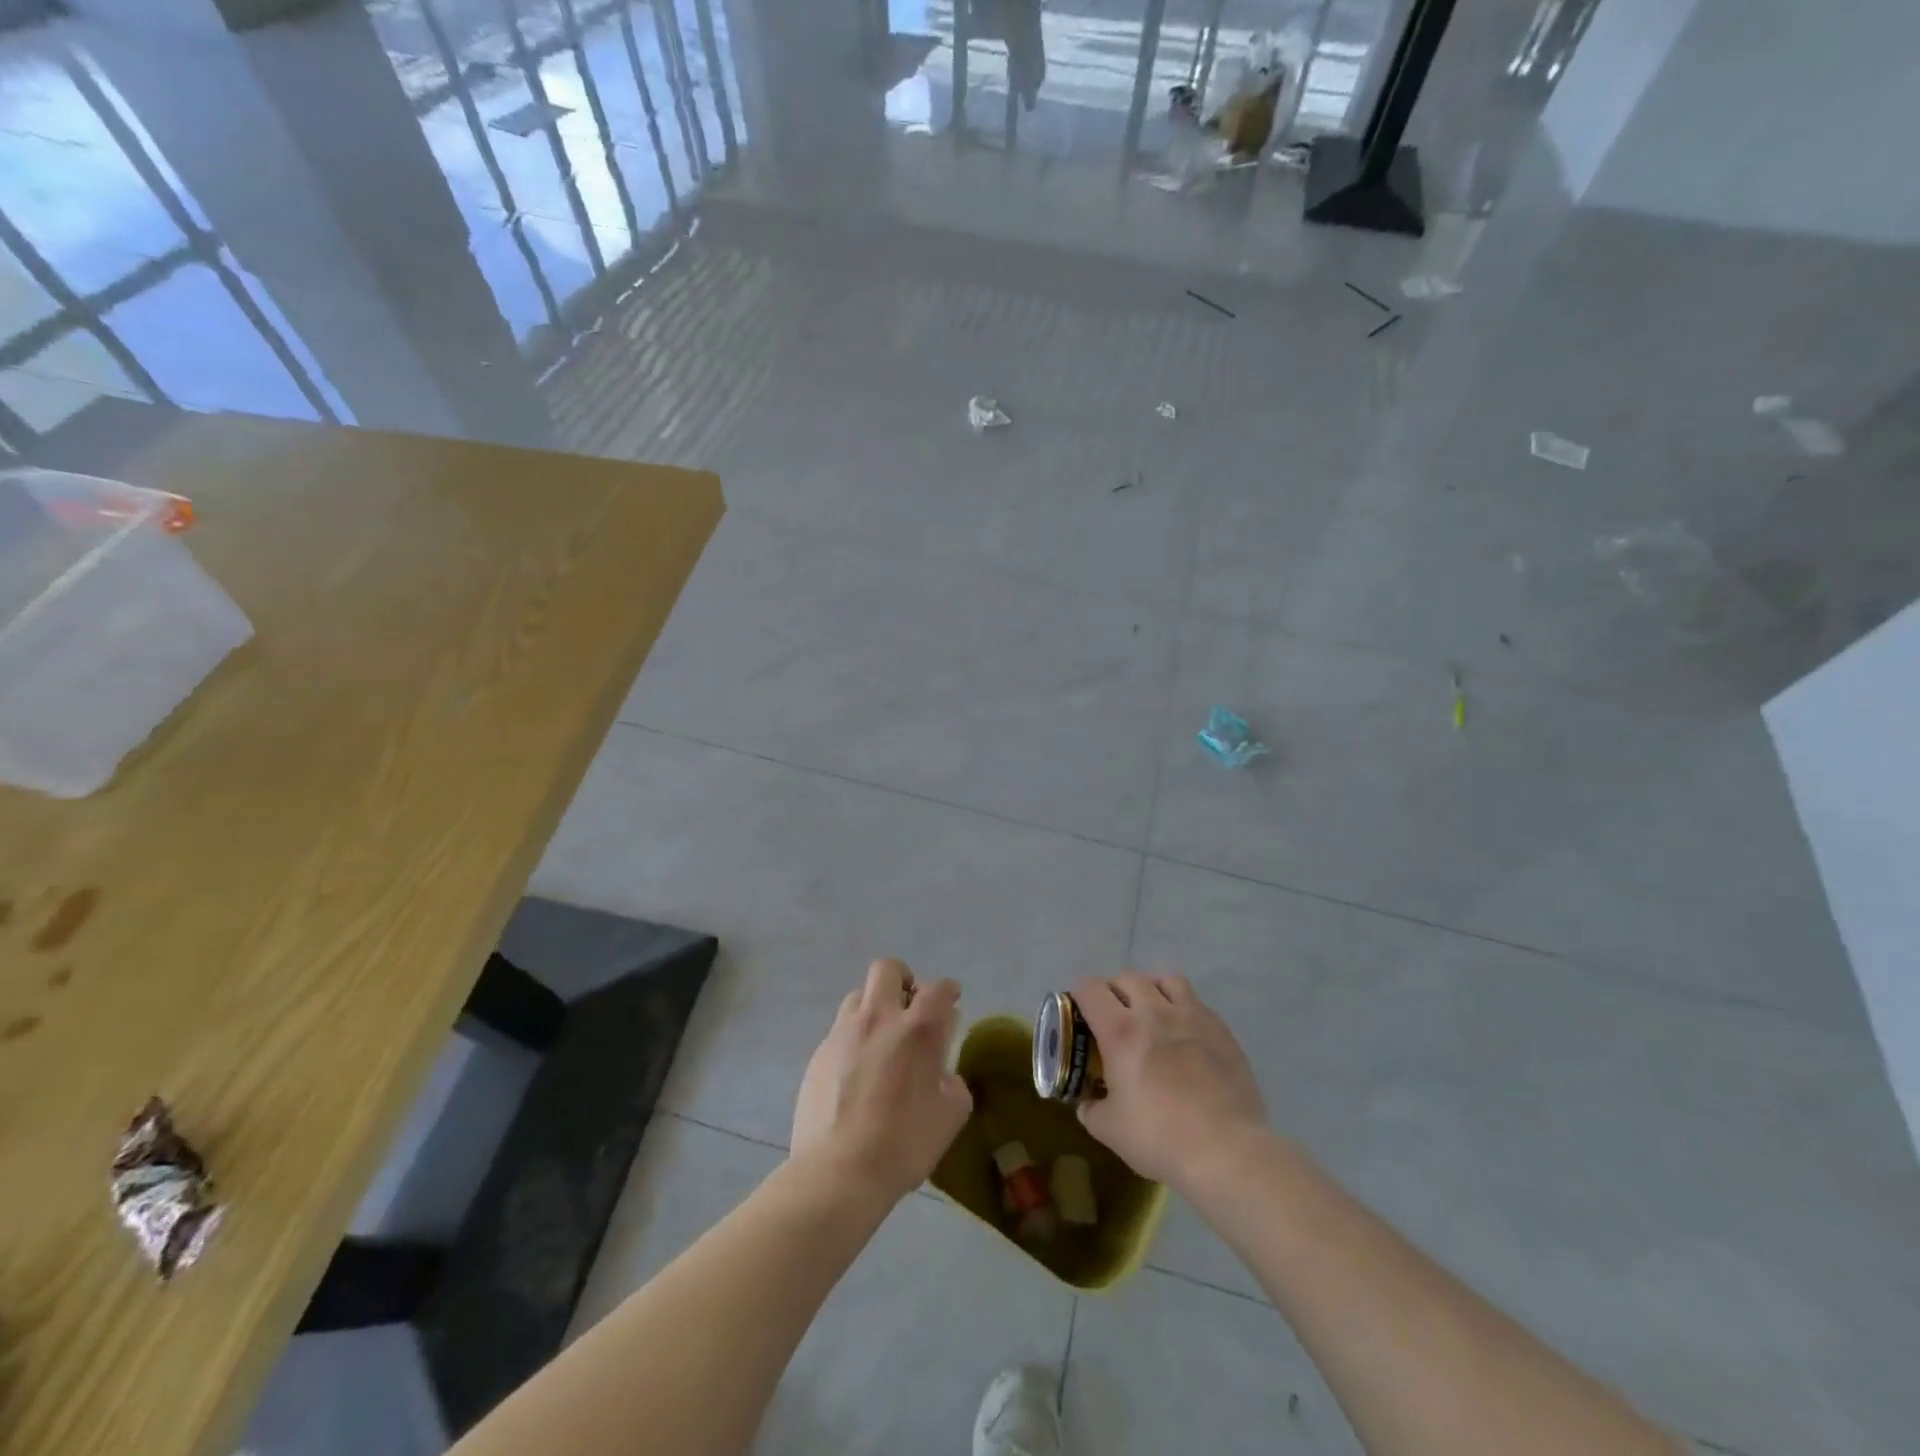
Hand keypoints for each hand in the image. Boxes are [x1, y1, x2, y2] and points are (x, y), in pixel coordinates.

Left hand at [792, 959, 972, 1203]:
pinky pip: (840, 1030)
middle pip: (887, 969)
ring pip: (858, 996)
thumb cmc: (904, 1144)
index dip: (948, 991)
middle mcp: (878, 1018)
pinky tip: (857, 1071)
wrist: (838, 1171)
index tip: (951, 1002)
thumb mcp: (950, 1115)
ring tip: (881, 1037)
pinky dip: (854, 1038)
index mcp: (917, 1029)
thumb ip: (952, 1081)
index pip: (938, 989)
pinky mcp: (818, 1053)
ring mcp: (843, 1033)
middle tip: (910, 1005)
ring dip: (874, 1006)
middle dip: (903, 978)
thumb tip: (943, 1072)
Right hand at [1072, 971, 1268, 1188]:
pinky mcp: (1220, 1029)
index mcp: (1120, 1031)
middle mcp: (1154, 1012)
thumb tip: (1087, 1101)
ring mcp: (1191, 1016)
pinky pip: (1196, 1002)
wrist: (1226, 1151)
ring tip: (1151, 1012)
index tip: (1080, 1012)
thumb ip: (1091, 1108)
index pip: (1090, 988)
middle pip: (1127, 978)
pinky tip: (1184, 1033)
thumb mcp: (1109, 1129)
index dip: (1079, 995)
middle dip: (1114, 991)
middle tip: (1113, 1016)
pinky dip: (1183, 1008)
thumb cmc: (1160, 1138)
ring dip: (1152, 989)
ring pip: (1165, 980)